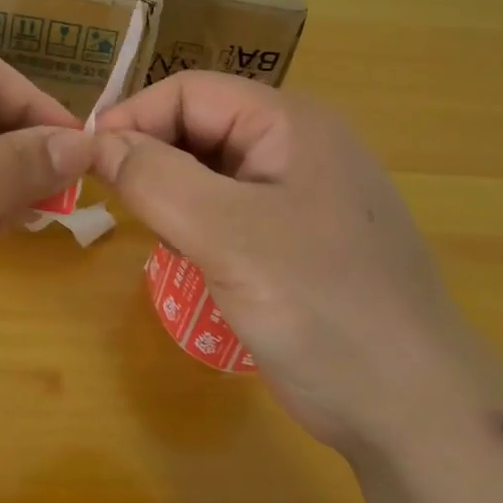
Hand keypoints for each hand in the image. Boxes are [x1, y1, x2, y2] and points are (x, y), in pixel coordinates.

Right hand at [94, 72, 484, 452]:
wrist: (415, 411)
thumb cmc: (322, 306)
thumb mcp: (227, 235)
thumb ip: (156, 178)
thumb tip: (97, 142)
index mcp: (289, 123)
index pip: (190, 91)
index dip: (134, 117)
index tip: (86, 161)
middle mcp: (297, 145)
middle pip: (201, 126)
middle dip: (153, 158)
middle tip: (119, 205)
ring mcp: (301, 192)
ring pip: (210, 169)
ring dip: (173, 194)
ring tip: (161, 236)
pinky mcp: (298, 235)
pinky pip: (229, 208)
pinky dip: (198, 223)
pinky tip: (193, 259)